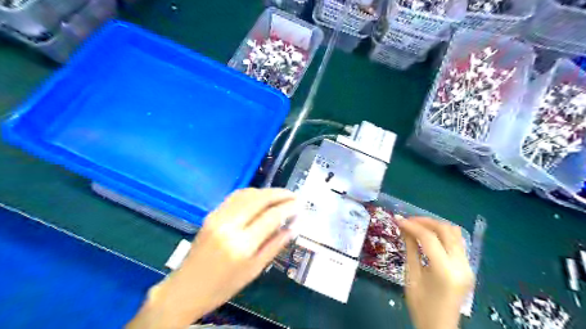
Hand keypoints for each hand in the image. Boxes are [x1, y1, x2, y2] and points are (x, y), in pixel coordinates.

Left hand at [128, 188, 298, 328]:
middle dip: (280, 193)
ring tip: (280, 195)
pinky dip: (251, 193)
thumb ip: (275, 245)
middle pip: (260, 199)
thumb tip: (293, 227)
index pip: (271, 216)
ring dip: (266, 191)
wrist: (186, 288)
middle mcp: (229, 225)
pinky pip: (235, 197)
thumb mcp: (254, 270)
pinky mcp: (211, 214)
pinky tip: (261, 197)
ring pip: (247, 194)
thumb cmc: (223, 286)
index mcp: (242, 245)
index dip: (288, 207)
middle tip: (293, 195)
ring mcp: (218, 217)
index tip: (300, 204)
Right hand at [396, 217, 471, 328]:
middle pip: (446, 230)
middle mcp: (461, 265)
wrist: (440, 328)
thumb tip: (403, 227)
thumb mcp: (411, 276)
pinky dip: (442, 235)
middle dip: (425, 222)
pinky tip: (429, 237)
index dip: (412, 225)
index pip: (429, 238)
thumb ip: (410, 249)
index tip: (398, 220)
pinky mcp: (468, 267)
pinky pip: (457, 242)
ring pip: (455, 233)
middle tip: (408, 221)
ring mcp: (468, 266)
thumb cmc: (421, 306)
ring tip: (417, 227)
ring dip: (435, 226)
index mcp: (445, 271)